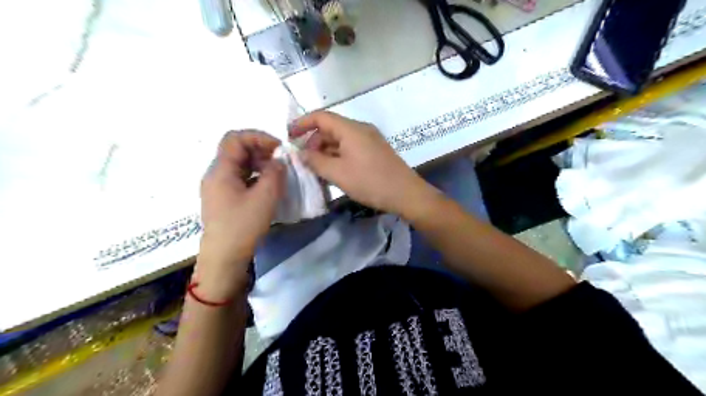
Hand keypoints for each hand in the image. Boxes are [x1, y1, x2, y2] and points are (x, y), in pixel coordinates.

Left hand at [194, 129, 282, 300]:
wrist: (224, 257)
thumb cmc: (243, 226)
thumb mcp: (265, 197)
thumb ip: (275, 173)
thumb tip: (279, 161)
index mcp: (221, 170)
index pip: (235, 138)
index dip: (258, 137)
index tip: (279, 148)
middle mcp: (215, 175)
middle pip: (236, 150)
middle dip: (261, 150)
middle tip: (281, 162)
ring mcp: (218, 187)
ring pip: (239, 164)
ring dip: (259, 163)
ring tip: (277, 174)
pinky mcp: (224, 199)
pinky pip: (240, 178)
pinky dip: (255, 176)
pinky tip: (268, 187)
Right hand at [288, 110, 433, 215]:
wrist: (406, 194)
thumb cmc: (370, 182)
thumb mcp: (338, 173)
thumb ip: (315, 161)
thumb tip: (300, 153)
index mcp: (351, 129)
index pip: (321, 117)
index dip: (302, 123)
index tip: (288, 136)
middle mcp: (361, 129)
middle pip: (331, 128)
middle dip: (314, 142)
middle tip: (304, 161)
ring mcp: (370, 140)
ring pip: (341, 139)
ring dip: (326, 151)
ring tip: (317, 169)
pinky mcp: (375, 151)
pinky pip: (351, 148)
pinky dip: (338, 156)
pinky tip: (333, 171)